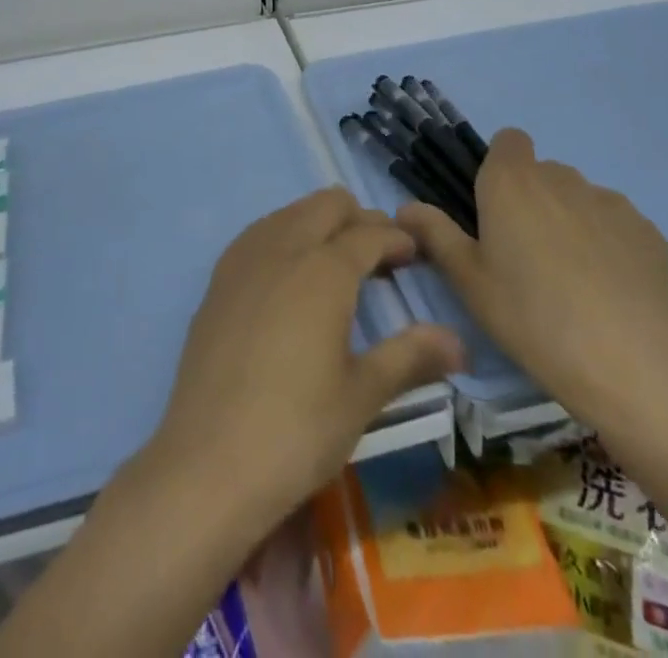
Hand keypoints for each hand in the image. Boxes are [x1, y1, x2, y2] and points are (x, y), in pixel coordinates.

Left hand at [144, 187, 462, 532]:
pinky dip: (285, 237)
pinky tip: (291, 279)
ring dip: (320, 224)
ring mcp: (243, 259)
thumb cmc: (296, 430)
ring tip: (338, 266)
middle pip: (327, 205)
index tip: (414, 257)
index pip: (369, 233)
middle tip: (380, 258)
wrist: (208, 461)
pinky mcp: (217, 279)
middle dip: (359, 219)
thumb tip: (458, 342)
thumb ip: (410, 357)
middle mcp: (282, 247)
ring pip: (290, 212)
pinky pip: (259, 234)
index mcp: (323, 269)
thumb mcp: (362, 396)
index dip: (397, 239)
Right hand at [396, 128, 667, 437]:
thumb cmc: (529, 313)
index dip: (502, 166)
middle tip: (527, 255)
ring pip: (581, 198)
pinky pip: (618, 225)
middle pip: (543, 173)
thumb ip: (435, 234)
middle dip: (534, 200)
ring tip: (573, 279)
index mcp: (510, 181)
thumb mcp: (468, 280)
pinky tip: (610, 290)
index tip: (496, 209)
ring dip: (572, 220)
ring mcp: (609, 201)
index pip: (509, 140)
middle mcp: (560, 177)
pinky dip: (610, 244)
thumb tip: (405, 208)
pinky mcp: (647, 231)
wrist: (625, 358)